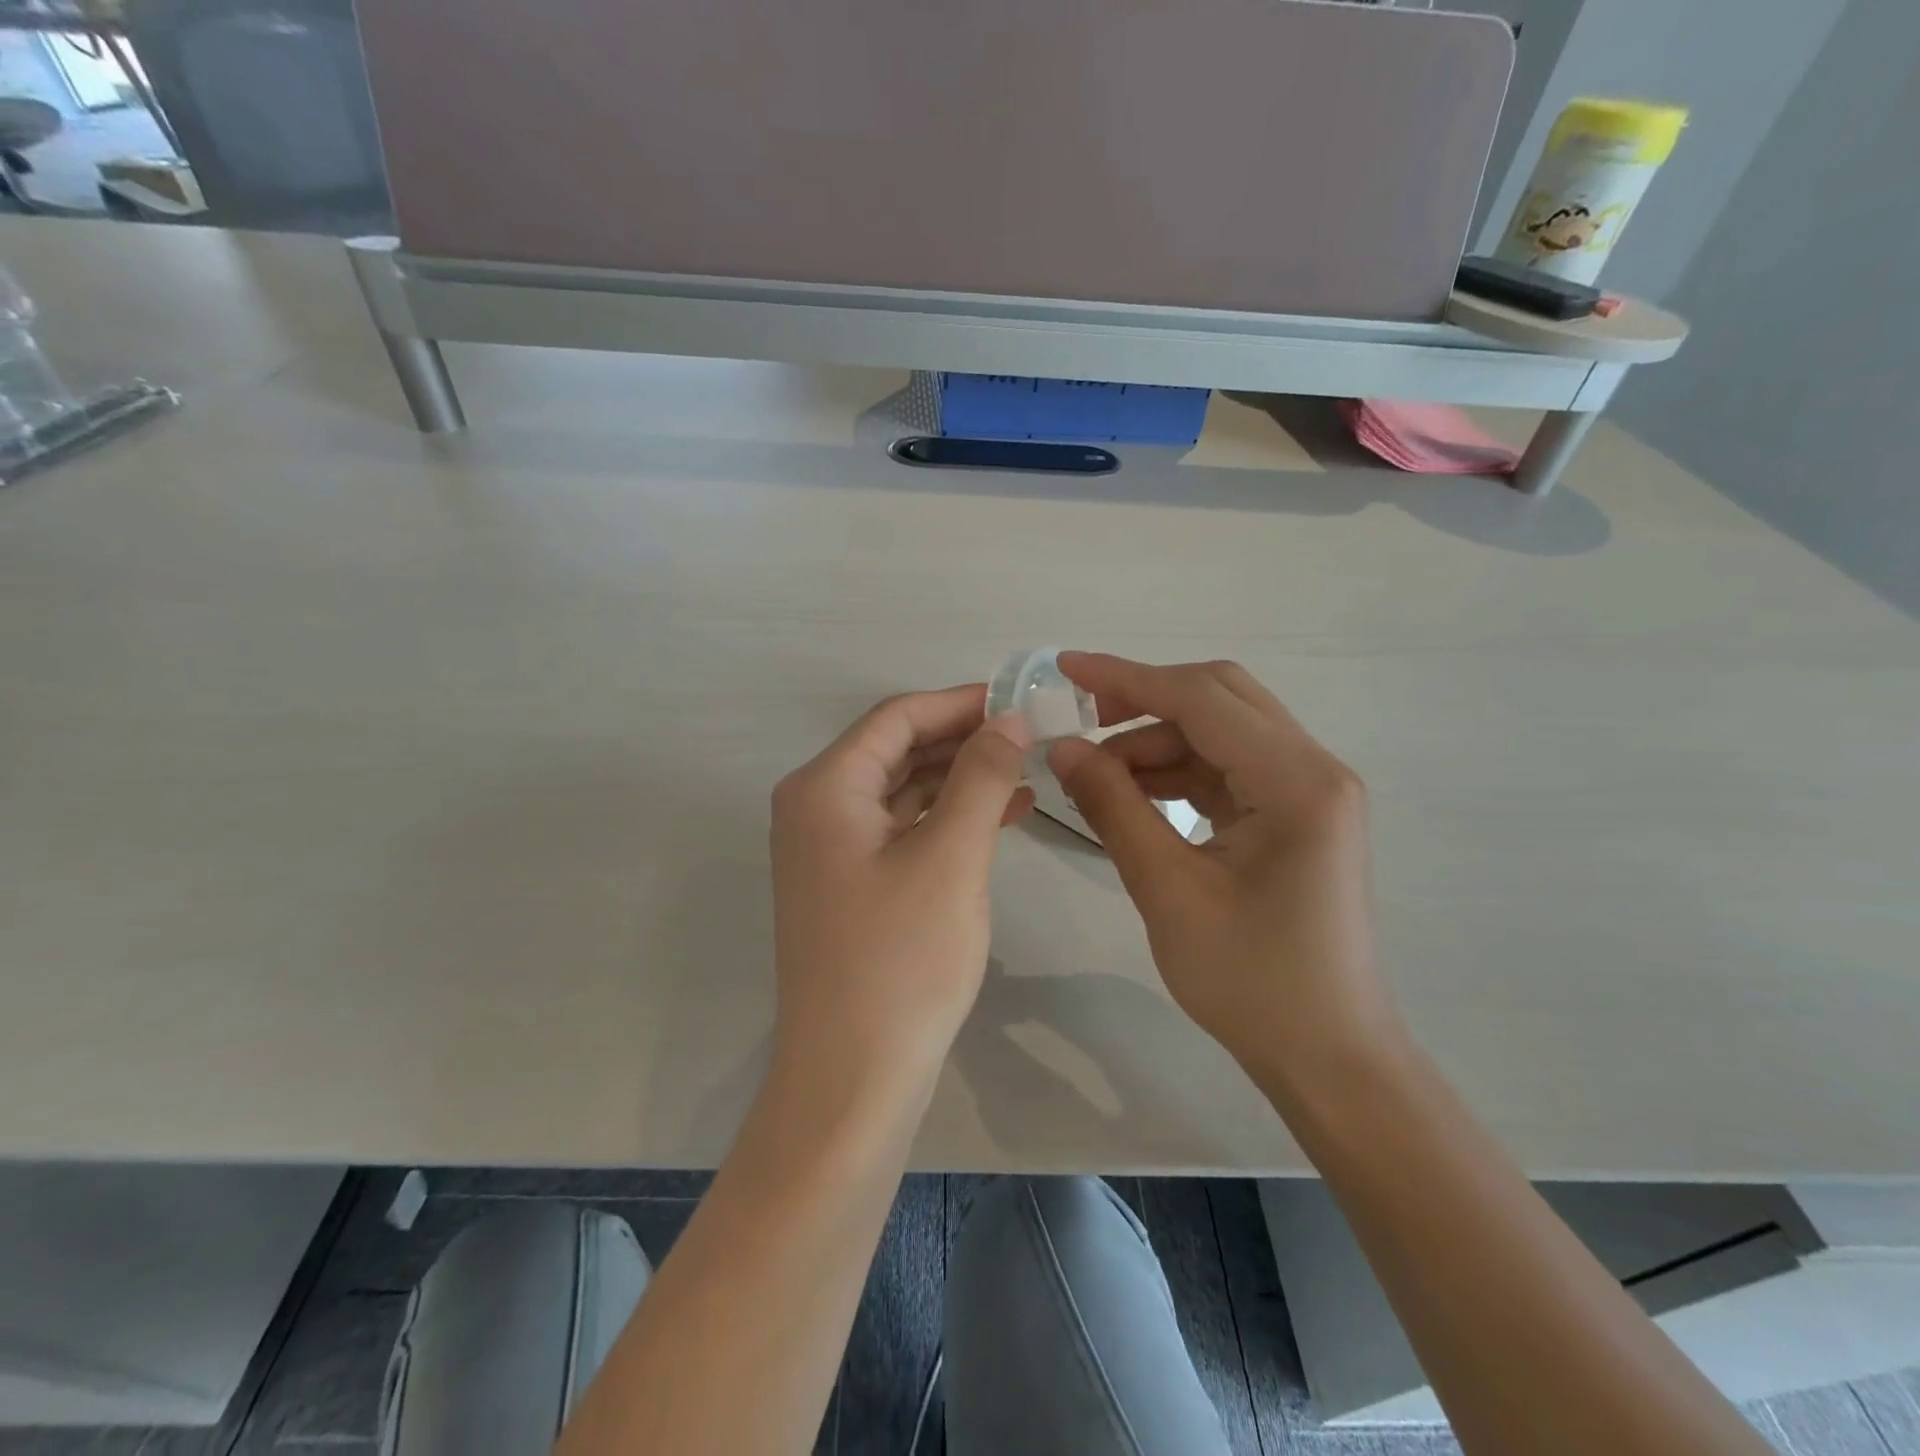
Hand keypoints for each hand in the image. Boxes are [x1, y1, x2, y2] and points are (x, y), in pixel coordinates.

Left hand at [769, 685, 1033, 1088]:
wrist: (853, 1077)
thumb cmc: (901, 959)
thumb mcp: (951, 856)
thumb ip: (981, 777)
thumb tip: (1009, 718)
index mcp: (825, 788)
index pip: (897, 717)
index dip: (960, 702)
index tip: (1020, 700)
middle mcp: (816, 808)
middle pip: (897, 750)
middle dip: (963, 739)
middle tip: (1030, 736)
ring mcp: (830, 850)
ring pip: (903, 790)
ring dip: (961, 779)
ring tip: (1026, 772)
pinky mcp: (851, 884)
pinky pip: (903, 829)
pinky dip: (948, 819)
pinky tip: (1003, 817)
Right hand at [1048, 654, 1405, 1091]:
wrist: (1327, 1054)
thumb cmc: (1251, 981)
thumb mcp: (1167, 889)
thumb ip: (1112, 806)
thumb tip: (1061, 747)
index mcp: (1296, 782)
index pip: (1201, 698)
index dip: (1126, 677)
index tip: (1064, 668)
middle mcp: (1313, 769)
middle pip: (1219, 697)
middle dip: (1143, 700)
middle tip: (1080, 721)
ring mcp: (1309, 790)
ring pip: (1221, 730)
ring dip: (1157, 740)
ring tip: (1097, 775)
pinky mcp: (1295, 813)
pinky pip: (1228, 767)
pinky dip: (1178, 770)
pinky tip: (1134, 794)